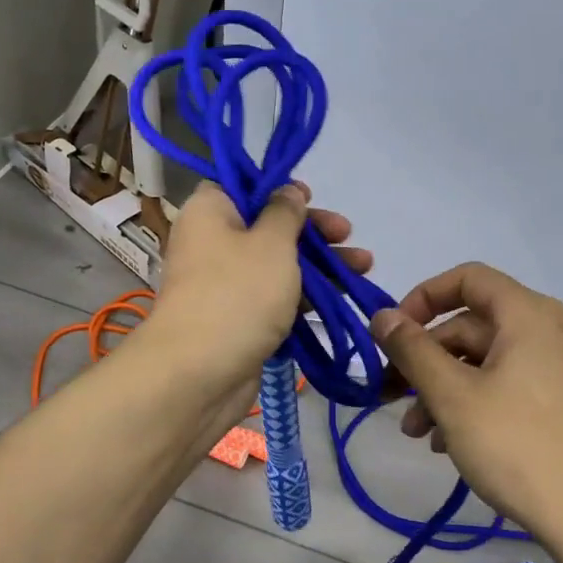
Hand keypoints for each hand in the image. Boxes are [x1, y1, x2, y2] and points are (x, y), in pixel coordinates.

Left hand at [144, 182, 370, 394]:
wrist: (198, 375)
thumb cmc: (237, 293)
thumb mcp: (271, 242)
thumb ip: (286, 212)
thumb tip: (288, 190)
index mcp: (209, 212)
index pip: (241, 187)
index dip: (277, 189)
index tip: (311, 197)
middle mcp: (212, 243)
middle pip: (266, 227)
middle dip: (312, 232)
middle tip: (348, 234)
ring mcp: (224, 285)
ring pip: (277, 265)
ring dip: (318, 265)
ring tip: (364, 268)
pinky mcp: (238, 320)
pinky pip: (275, 299)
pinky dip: (304, 297)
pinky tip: (341, 299)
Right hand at [370, 263, 562, 545]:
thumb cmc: (519, 444)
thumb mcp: (453, 396)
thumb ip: (412, 350)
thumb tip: (381, 316)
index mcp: (526, 314)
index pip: (467, 279)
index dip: (423, 298)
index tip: (393, 333)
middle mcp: (546, 331)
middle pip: (471, 327)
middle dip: (424, 359)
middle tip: (390, 395)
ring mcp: (558, 370)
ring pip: (485, 363)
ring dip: (442, 389)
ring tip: (416, 433)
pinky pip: (506, 388)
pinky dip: (472, 405)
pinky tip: (448, 444)